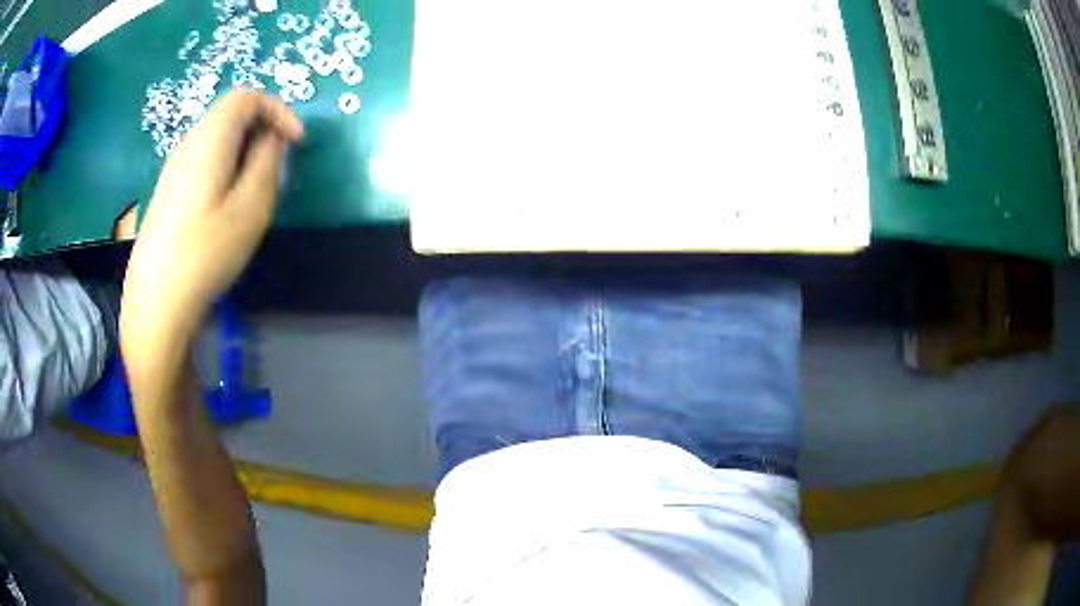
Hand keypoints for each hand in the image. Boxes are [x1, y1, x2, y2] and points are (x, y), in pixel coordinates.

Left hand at [122, 90, 302, 340]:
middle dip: (262, 128)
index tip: (296, 143)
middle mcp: (188, 143)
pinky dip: (225, 164)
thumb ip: (268, 163)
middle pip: (230, 113)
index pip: (247, 97)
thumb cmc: (205, 254)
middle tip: (278, 164)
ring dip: (244, 148)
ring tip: (255, 186)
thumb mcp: (250, 208)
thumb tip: (273, 139)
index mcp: (209, 140)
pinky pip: (203, 158)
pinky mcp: (168, 190)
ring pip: (216, 137)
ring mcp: (174, 167)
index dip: (278, 110)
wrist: (155, 300)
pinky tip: (227, 202)